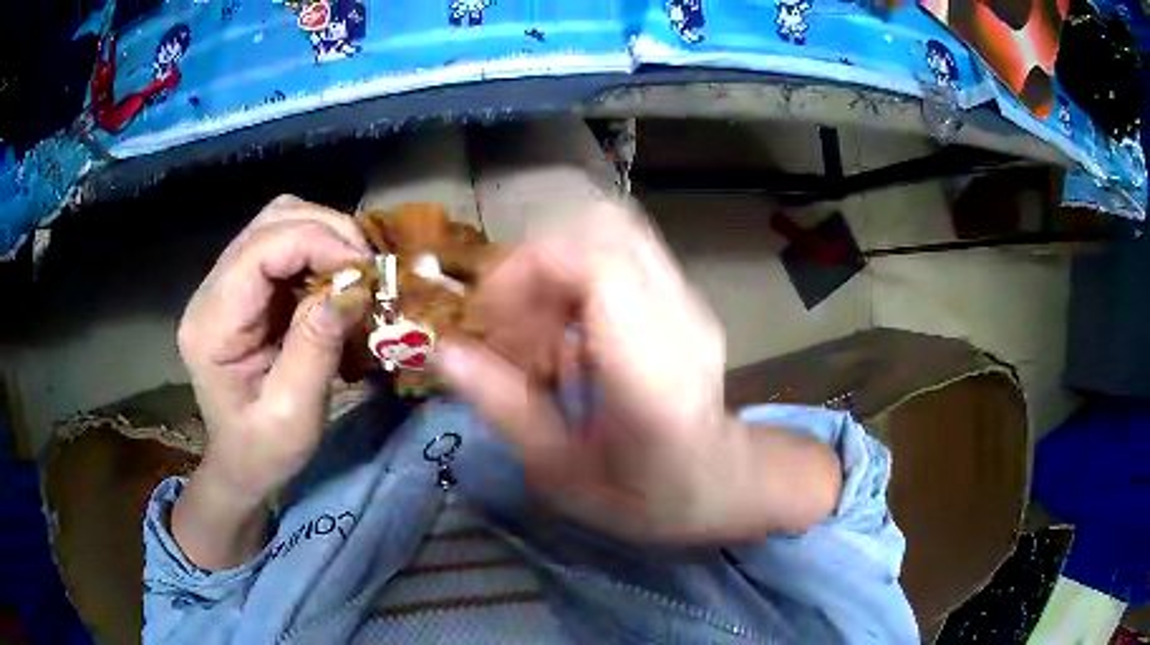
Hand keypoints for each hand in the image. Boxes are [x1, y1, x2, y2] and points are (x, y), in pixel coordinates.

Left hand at [173, 195, 370, 567]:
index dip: (318, 242)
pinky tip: (337, 278)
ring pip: (279, 220)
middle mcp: (211, 291)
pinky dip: (319, 249)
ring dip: (325, 235)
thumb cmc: (264, 451)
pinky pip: (285, 243)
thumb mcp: (294, 414)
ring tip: (355, 271)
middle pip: (271, 220)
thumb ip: (317, 346)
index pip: (260, 250)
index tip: (366, 270)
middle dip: (327, 231)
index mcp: (212, 324)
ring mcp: (226, 284)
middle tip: (368, 269)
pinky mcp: (244, 287)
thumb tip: (355, 285)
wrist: (242, 464)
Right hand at [438, 203, 839, 542]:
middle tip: (512, 327)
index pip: (599, 265)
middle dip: (535, 263)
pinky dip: (574, 277)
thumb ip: (506, 409)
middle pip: (603, 229)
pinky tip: (566, 332)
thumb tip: (444, 353)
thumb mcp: (563, 474)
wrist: (721, 481)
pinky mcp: (684, 296)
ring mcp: (689, 301)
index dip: (529, 270)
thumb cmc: (646, 496)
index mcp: (655, 375)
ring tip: (537, 333)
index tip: (492, 319)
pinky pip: (619, 252)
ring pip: (611, 230)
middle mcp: (681, 321)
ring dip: (554, 267)